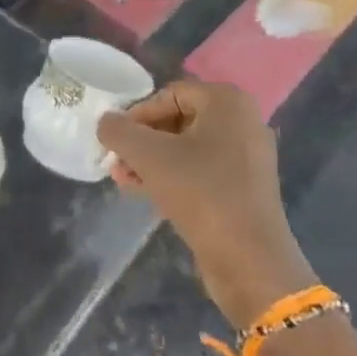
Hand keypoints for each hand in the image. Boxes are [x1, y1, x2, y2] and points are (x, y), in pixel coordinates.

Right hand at [99, 81, 314, 327]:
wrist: (250, 261)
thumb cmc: (201, 193)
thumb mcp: (149, 156)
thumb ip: (119, 131)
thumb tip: (106, 122)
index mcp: (227, 102)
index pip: (169, 94)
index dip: (137, 115)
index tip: (116, 142)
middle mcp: (243, 121)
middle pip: (178, 120)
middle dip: (142, 141)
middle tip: (117, 162)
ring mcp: (247, 156)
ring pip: (187, 148)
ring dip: (152, 161)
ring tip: (123, 180)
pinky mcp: (245, 187)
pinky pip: (201, 170)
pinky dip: (173, 176)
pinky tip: (146, 193)